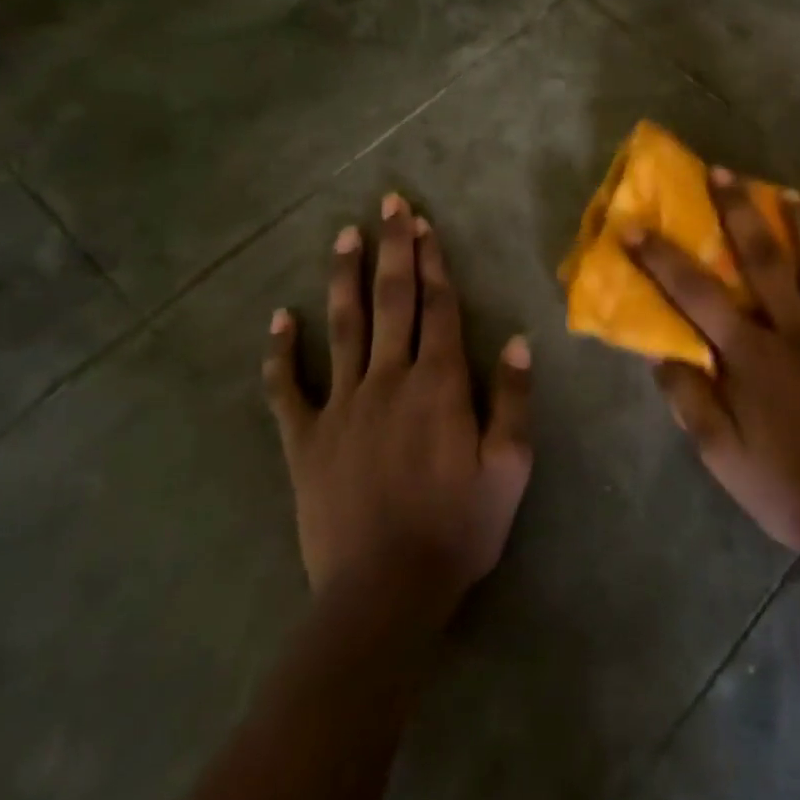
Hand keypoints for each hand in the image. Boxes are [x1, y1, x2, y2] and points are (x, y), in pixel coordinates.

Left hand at [262, 194, 533, 614]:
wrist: (383, 595)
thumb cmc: (458, 529)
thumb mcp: (509, 468)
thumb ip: (515, 401)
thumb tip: (520, 341)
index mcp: (440, 384)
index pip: (439, 307)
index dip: (433, 262)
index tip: (425, 224)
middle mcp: (390, 380)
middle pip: (393, 301)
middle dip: (393, 249)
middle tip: (389, 204)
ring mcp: (342, 406)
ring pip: (344, 328)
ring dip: (344, 278)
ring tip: (344, 236)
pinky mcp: (306, 439)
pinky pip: (288, 389)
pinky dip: (282, 353)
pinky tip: (279, 319)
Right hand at [627, 170, 799, 565]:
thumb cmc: (787, 489)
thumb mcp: (722, 456)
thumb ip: (690, 400)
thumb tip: (661, 353)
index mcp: (755, 356)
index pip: (698, 296)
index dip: (662, 259)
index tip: (635, 226)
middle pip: (768, 261)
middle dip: (740, 213)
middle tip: (725, 172)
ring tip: (793, 193)